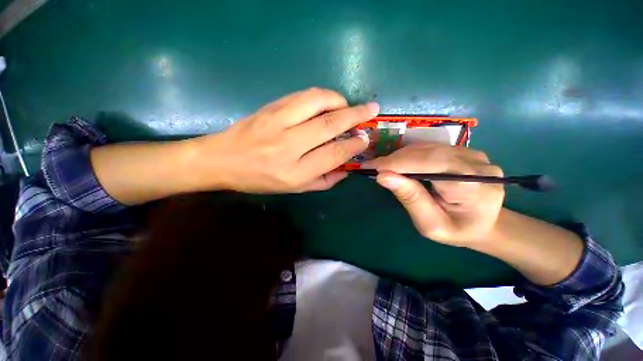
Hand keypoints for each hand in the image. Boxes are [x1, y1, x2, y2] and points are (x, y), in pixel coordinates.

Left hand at [190, 88, 377, 192]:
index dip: (353, 145)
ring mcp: (277, 122)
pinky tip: (327, 102)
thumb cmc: (259, 179)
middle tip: (371, 110)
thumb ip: (323, 181)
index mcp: (294, 172)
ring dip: (339, 101)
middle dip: (355, 116)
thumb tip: (346, 169)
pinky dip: (322, 96)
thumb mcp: (294, 189)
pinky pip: (302, 96)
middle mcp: (288, 146)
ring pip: (317, 102)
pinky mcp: (270, 107)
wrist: (221, 160)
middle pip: (329, 125)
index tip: (365, 138)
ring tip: (348, 106)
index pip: (333, 154)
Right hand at [363, 143, 504, 246]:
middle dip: (396, 159)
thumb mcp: (430, 224)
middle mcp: (477, 164)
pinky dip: (411, 154)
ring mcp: (473, 154)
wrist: (485, 224)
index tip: (372, 167)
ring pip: (428, 147)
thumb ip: (410, 198)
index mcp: (473, 186)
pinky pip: (432, 147)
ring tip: (384, 166)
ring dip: (401, 156)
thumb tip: (383, 176)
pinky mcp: (466, 151)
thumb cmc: (457, 230)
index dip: (398, 163)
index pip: (429, 164)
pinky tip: (400, 163)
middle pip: (427, 152)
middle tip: (373, 167)